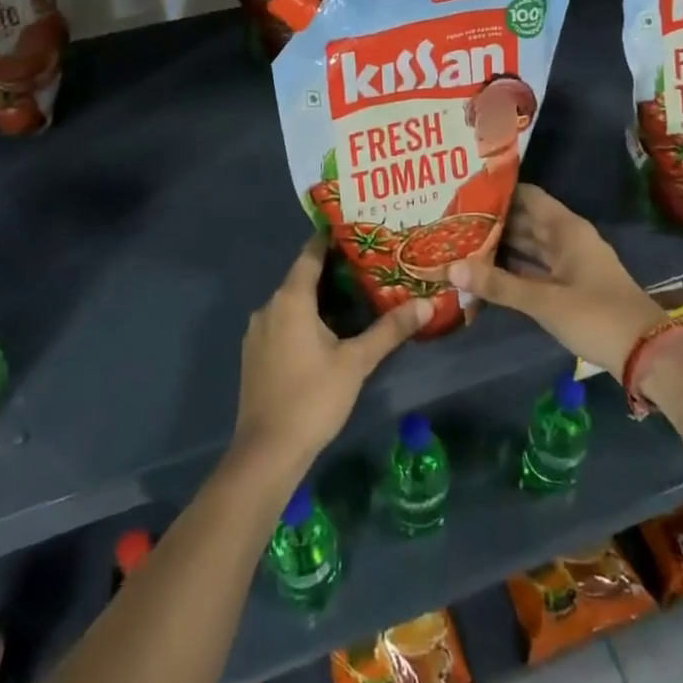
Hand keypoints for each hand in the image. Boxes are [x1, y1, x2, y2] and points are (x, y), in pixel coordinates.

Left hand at [233, 235, 428, 474]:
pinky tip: (327, 330)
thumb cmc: (312, 398)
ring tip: (354, 294)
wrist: (266, 453)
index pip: (311, 253)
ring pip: (292, 302)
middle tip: (368, 263)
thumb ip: (390, 330)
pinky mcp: (255, 354)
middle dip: (333, 269)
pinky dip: (304, 317)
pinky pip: (282, 322)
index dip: (331, 239)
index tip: (356, 228)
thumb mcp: (356, 362)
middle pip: (302, 276)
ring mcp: (258, 332)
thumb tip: (427, 304)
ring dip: (319, 296)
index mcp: (291, 299)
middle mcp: (269, 307)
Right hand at [449, 185, 665, 377]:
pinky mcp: (571, 286)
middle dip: (494, 221)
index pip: (527, 196)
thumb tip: (451, 267)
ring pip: (530, 246)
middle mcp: (568, 238)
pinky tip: (487, 272)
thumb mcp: (544, 301)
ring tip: (462, 243)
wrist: (647, 353)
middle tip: (453, 220)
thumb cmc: (596, 315)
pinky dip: (515, 268)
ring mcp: (571, 262)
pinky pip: (536, 267)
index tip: (465, 192)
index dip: (499, 192)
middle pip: (526, 220)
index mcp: (566, 228)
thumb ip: (498, 284)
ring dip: (502, 246)